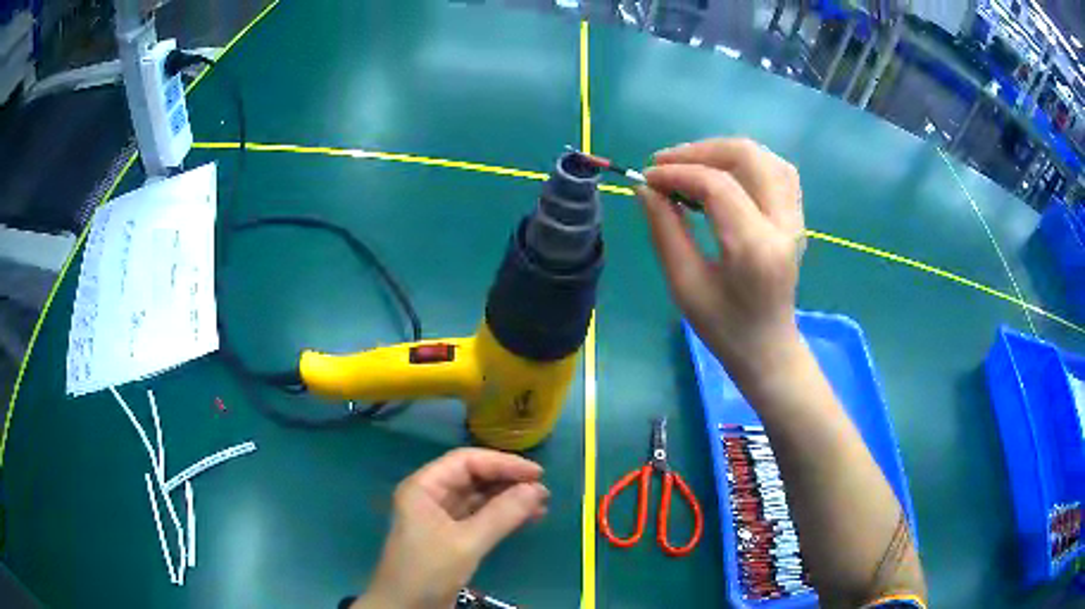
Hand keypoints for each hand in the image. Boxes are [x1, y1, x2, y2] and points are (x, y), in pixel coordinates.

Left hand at [354, 448, 548, 608]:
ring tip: (541, 504)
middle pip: (473, 477)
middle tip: (542, 489)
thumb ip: (502, 515)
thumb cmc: (428, 571)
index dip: (502, 463)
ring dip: (508, 499)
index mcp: (424, 487)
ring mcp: (440, 516)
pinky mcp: (450, 536)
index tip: (536, 472)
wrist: (406, 608)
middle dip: (507, 481)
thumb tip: (538, 489)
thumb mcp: (466, 543)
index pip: (465, 461)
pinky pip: (479, 517)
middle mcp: (431, 495)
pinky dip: (502, 516)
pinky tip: (526, 518)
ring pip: (478, 498)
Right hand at [639, 138, 805, 383]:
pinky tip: (724, 174)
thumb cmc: (723, 326)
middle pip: (747, 157)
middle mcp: (783, 224)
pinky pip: (776, 170)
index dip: (677, 173)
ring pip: (765, 157)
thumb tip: (645, 187)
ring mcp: (796, 219)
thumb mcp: (684, 284)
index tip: (647, 178)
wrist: (767, 348)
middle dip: (700, 151)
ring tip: (691, 166)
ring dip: (723, 152)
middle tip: (665, 164)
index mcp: (755, 248)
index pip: (717, 186)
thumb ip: (664, 230)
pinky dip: (747, 162)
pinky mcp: (796, 217)